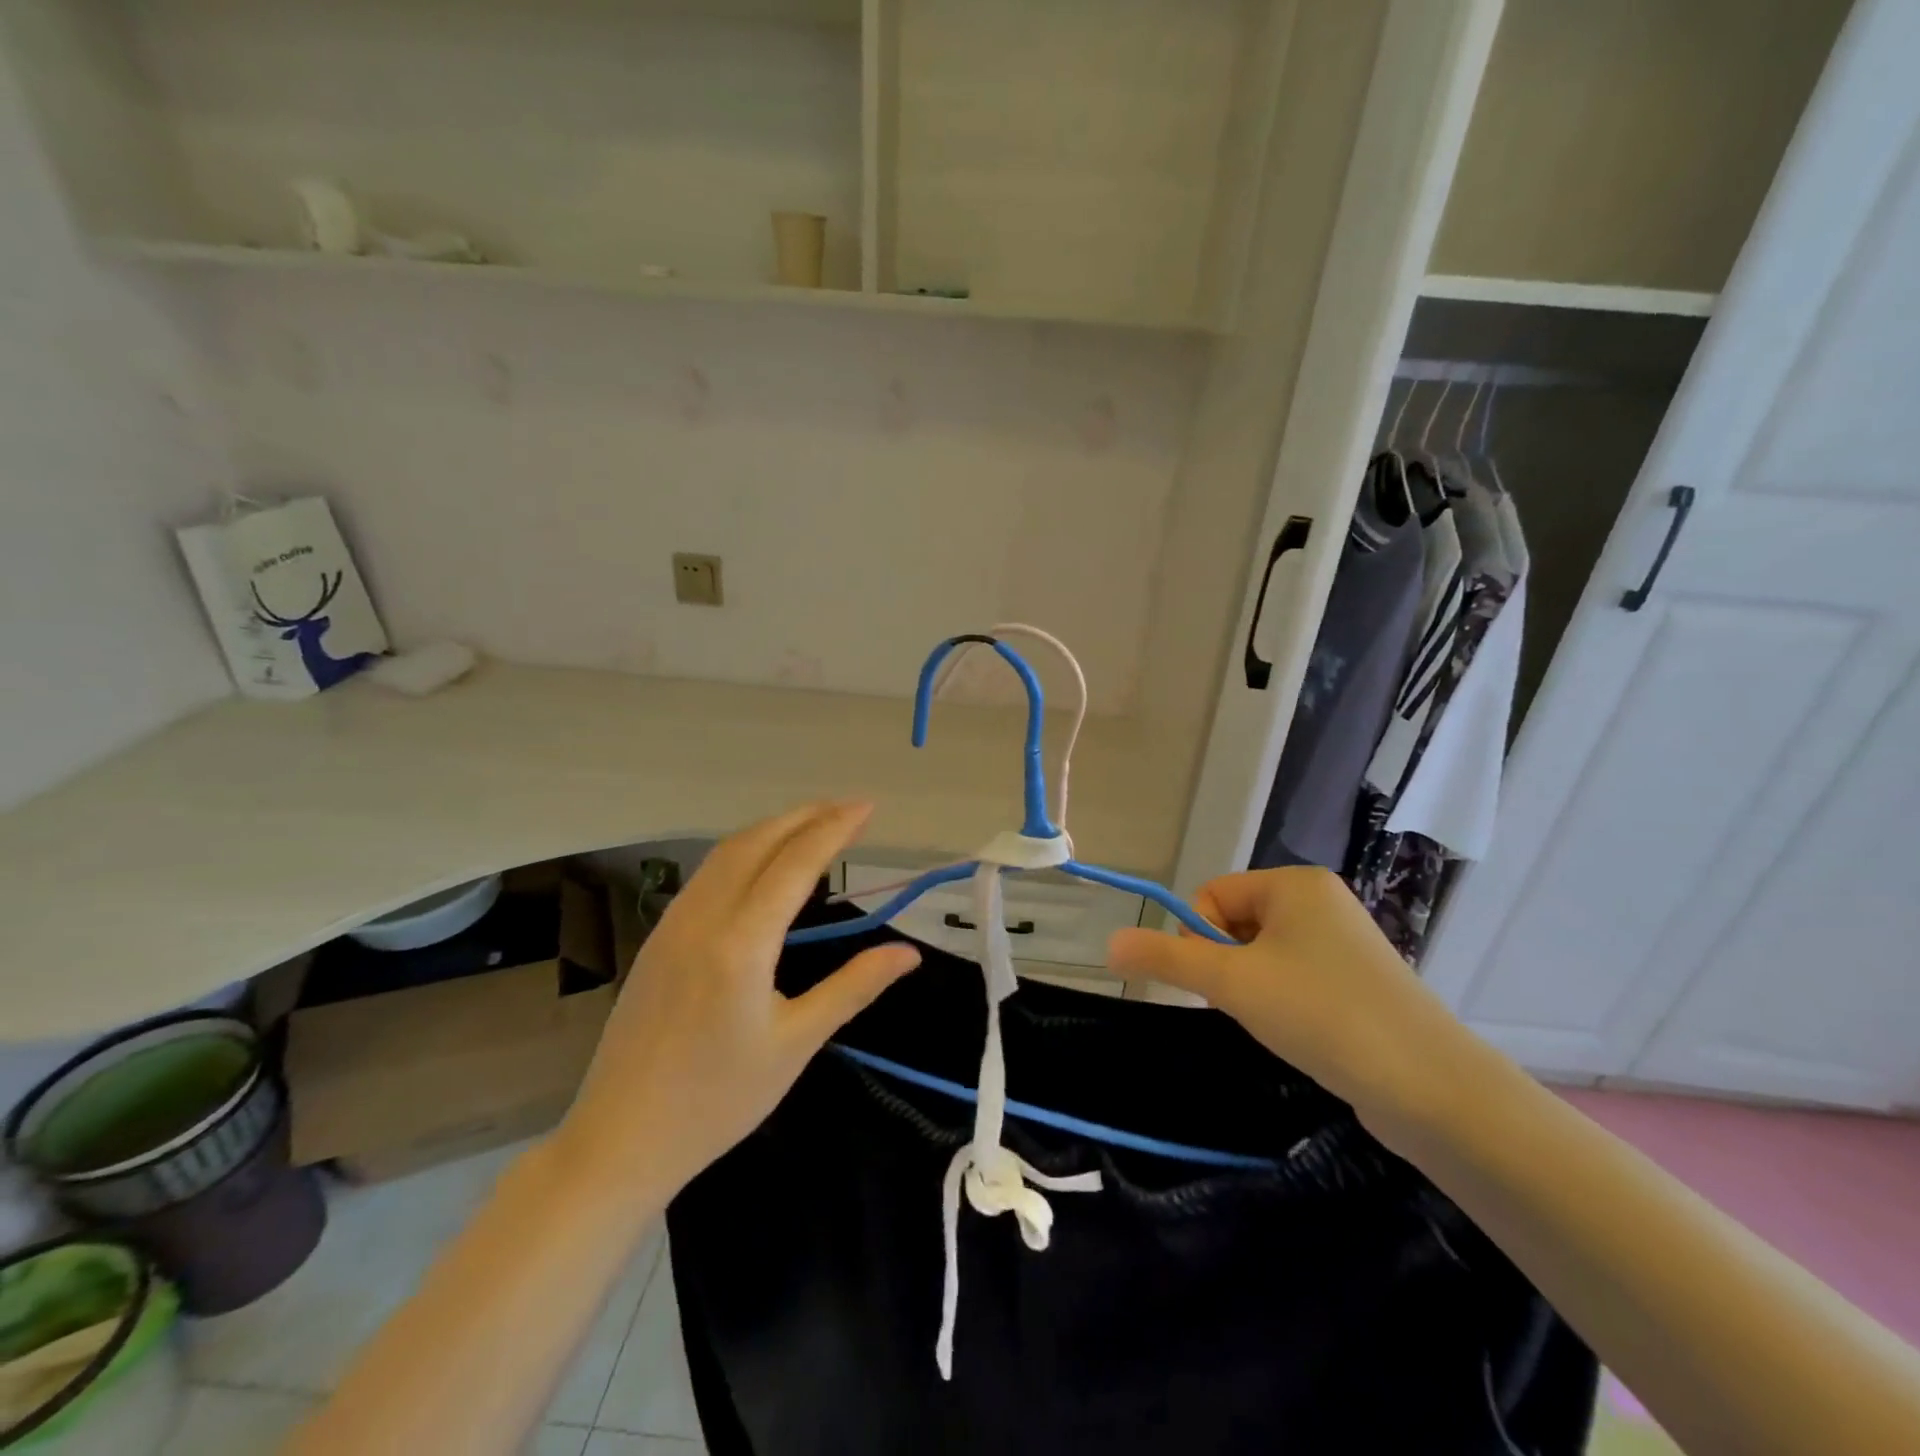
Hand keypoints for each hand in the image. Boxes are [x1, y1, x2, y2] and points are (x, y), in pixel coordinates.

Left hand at [558, 803, 920, 1193]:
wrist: (621, 1139)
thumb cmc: (718, 1100)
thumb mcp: (796, 1043)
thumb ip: (853, 987)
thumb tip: (908, 954)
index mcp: (741, 942)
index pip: (795, 863)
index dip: (835, 828)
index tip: (868, 807)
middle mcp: (704, 917)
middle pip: (758, 842)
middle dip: (806, 816)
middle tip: (849, 807)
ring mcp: (674, 923)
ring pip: (727, 852)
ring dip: (773, 828)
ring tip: (813, 822)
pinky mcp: (659, 937)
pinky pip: (707, 873)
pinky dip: (745, 851)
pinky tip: (762, 863)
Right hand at [1106, 868, 1482, 1128]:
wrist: (1432, 1089)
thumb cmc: (1322, 1014)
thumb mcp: (1231, 982)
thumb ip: (1165, 958)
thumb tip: (1108, 943)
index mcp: (1294, 883)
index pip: (1212, 896)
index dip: (1199, 940)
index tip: (1218, 983)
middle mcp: (1321, 901)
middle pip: (1236, 923)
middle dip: (1228, 966)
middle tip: (1250, 1005)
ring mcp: (1345, 942)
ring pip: (1263, 955)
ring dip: (1253, 988)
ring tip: (1279, 1023)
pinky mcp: (1360, 982)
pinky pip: (1295, 977)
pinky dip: (1284, 1003)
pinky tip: (1302, 1033)